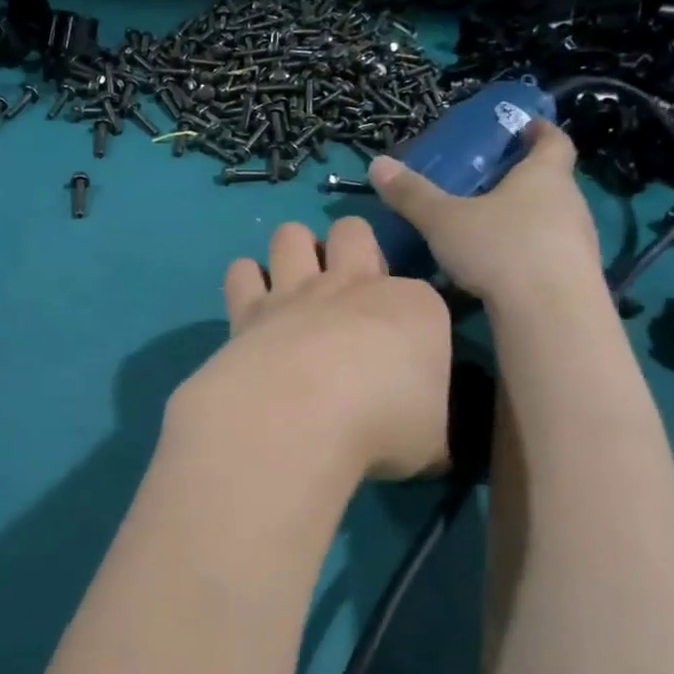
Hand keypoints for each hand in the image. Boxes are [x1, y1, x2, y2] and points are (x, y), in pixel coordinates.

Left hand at [172, 217, 452, 482]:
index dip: (414, 317)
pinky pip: (241, 272)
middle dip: (349, 246)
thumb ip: (431, 429)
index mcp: (414, 307)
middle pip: (353, 231)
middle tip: (347, 291)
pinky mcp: (248, 309)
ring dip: (292, 252)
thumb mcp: (433, 442)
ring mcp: (297, 291)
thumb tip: (430, 442)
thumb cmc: (383, 426)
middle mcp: (354, 285)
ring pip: (290, 235)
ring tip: (293, 287)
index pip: (424, 293)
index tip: (407, 350)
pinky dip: (245, 283)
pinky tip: (251, 306)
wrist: (301, 416)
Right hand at [368, 120, 602, 310]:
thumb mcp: (444, 220)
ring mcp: (578, 241)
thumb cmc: (501, 249)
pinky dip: (526, 253)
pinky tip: (498, 269)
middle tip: (487, 182)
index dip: (539, 130)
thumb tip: (378, 164)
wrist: (552, 315)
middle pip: (551, 180)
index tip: (524, 127)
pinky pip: (548, 253)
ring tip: (487, 227)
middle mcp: (569, 202)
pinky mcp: (575, 277)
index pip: (553, 140)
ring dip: (524, 219)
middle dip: (522, 179)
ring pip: (550, 219)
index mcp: (544, 176)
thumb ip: (412, 194)